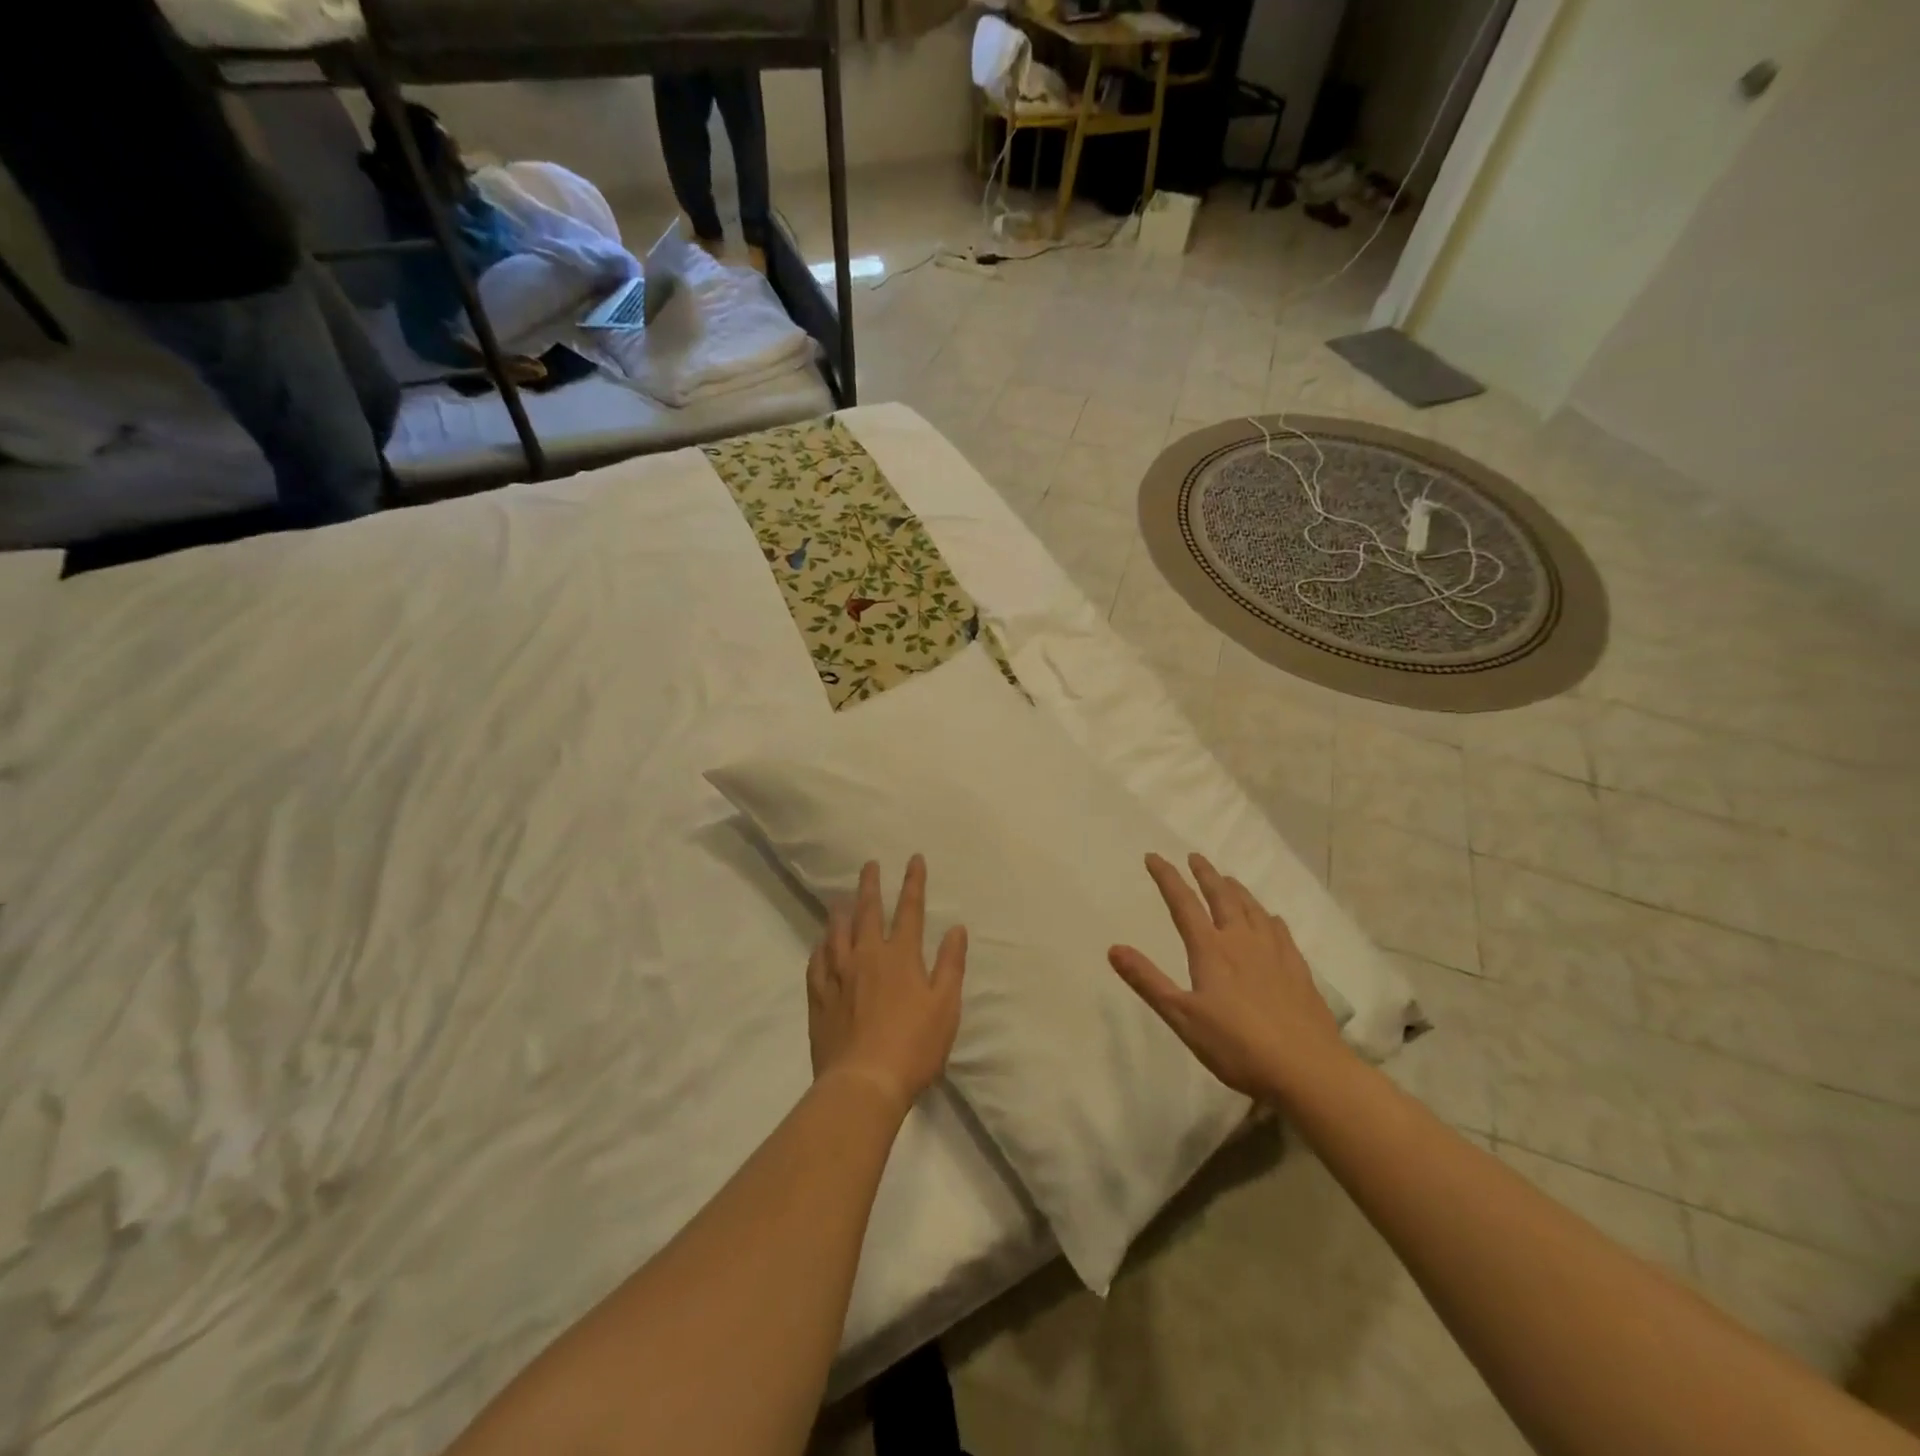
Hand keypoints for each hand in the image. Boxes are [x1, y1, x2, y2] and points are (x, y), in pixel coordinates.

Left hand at [807, 855, 967, 1115]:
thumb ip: (951, 965)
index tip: (914, 859)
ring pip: (837, 932)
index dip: (913, 882)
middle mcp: (867, 955)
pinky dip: (820, 947)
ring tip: (841, 898)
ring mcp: (839, 975)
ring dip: (841, 911)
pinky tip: (821, 944)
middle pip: (868, 911)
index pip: (910, 909)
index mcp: (901, 956)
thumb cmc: (914, 1046)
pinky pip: (816, 962)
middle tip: (869, 865)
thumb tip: (957, 928)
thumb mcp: (945, 1006)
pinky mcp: (819, 996)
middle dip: (871, 885)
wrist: (863, 1083)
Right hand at [1109, 852, 1347, 1101]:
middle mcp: (1242, 941)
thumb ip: (1148, 981)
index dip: (1167, 878)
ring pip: (1253, 909)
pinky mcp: (1298, 970)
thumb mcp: (1182, 1017)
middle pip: (1222, 897)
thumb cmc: (1237, 1046)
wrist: (1307, 1069)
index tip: (1154, 856)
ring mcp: (1275, 953)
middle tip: (1195, 857)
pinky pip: (1280, 931)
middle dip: (1205, 875)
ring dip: (1236, 890)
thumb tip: (1113, 948)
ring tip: (1228, 879)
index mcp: (1211, 950)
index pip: (1183, 904)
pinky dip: (1268, 917)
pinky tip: (1271, 920)